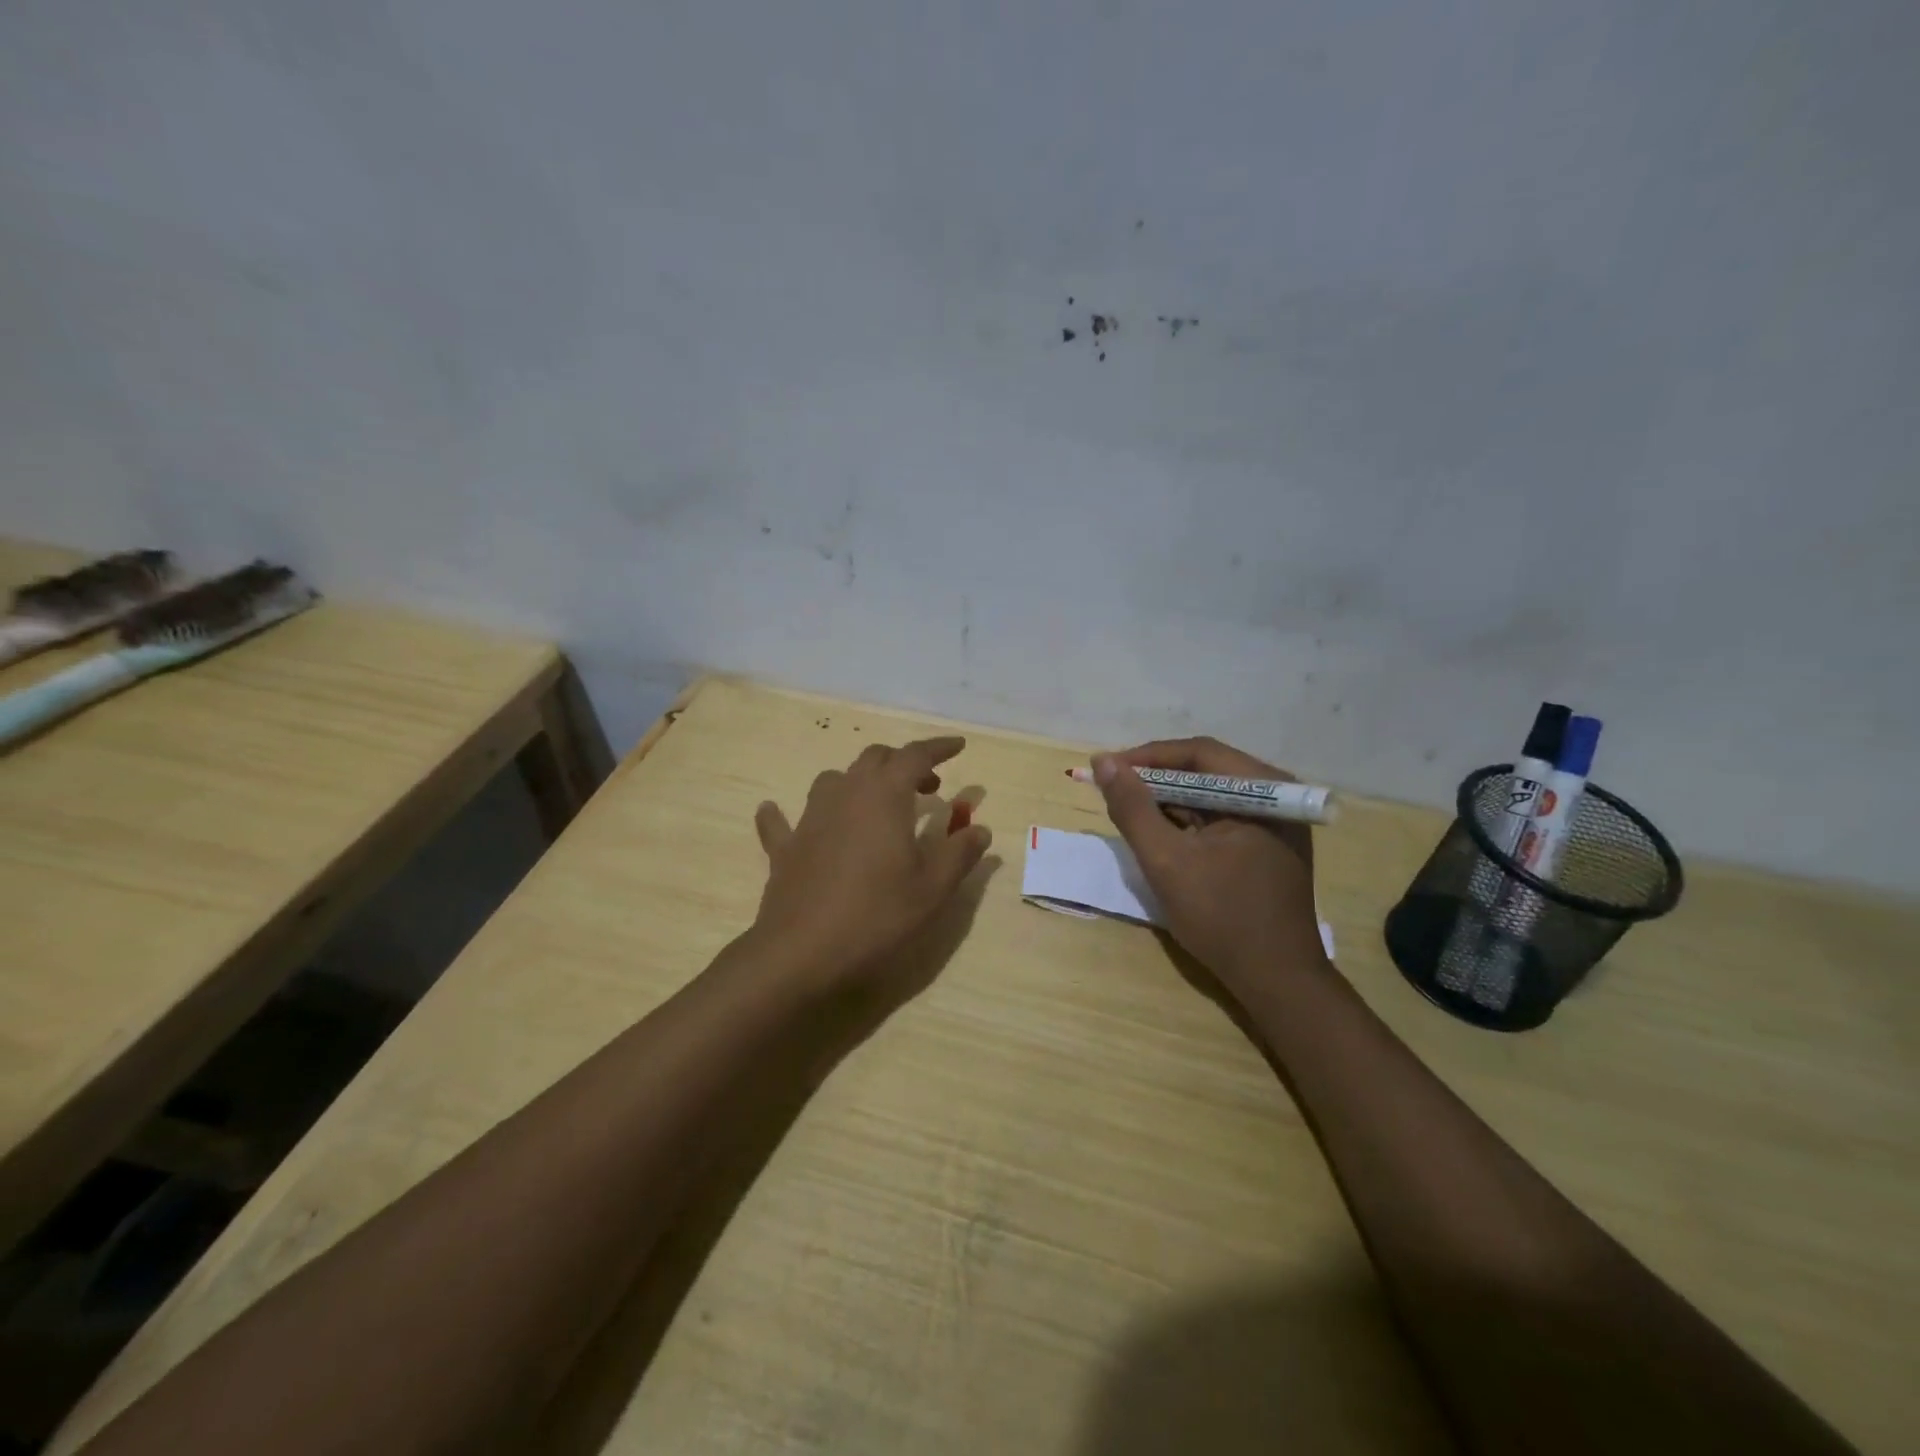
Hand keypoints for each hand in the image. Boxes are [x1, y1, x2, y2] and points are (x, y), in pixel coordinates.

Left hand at [751, 736, 991, 990]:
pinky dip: (788, 814)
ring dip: (859, 782)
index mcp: (884, 795)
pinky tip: (777, 813)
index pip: (915, 755)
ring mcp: (810, 818)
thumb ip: (959, 853)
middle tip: (926, 787)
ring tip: (875, 804)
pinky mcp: (786, 847)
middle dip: (902, 764)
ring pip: (834, 780)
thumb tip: (979, 829)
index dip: (939, 747)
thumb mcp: (933, 888)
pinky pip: (783, 821)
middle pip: (875, 759)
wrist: (802, 952)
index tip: (959, 745)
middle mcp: (845, 793)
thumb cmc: (877, 915)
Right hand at [1092, 737, 1325, 988]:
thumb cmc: (1222, 917)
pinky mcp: (1266, 846)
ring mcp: (1274, 823)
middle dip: (1154, 780)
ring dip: (1168, 801)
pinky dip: (1186, 822)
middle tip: (1113, 791)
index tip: (1105, 769)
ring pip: (1209, 795)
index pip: (1196, 753)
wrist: (1277, 982)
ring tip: (1130, 813)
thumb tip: (1103, 762)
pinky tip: (1160, 836)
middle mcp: (1275, 796)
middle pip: (1204, 770)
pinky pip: (1218, 819)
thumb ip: (1133, 808)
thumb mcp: (1166, 861)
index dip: (1146, 757)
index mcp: (1262, 791)